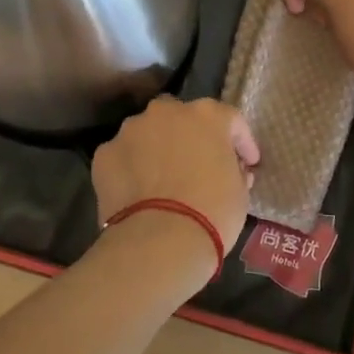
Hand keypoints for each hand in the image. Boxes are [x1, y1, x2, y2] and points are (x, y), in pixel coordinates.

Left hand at [91, 97, 259, 249]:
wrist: (158, 241)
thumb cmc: (212, 212)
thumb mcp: (240, 193)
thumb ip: (236, 171)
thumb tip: (234, 170)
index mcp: (208, 115)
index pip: (232, 121)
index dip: (242, 142)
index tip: (248, 163)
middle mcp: (167, 112)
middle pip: (184, 118)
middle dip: (192, 137)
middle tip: (200, 164)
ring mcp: (131, 130)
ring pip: (149, 133)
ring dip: (159, 149)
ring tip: (164, 179)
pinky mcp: (104, 154)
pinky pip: (125, 156)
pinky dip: (133, 168)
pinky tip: (139, 192)